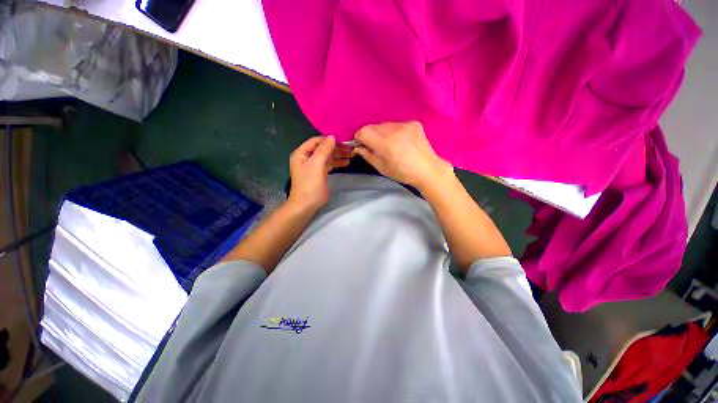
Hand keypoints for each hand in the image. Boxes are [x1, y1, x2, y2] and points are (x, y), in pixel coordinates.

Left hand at [288, 136, 352, 211]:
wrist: (306, 205)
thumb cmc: (309, 183)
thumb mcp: (316, 164)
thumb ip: (324, 149)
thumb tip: (332, 137)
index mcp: (302, 153)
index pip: (316, 141)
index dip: (329, 140)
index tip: (343, 140)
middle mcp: (308, 157)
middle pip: (323, 148)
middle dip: (336, 148)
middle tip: (350, 148)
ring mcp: (314, 166)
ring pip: (328, 157)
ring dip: (339, 155)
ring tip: (352, 154)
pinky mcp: (321, 174)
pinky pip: (330, 165)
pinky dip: (338, 163)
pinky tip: (346, 162)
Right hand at [353, 121, 452, 190]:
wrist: (427, 170)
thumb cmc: (402, 173)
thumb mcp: (381, 168)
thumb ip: (367, 155)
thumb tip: (358, 147)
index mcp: (385, 144)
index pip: (363, 131)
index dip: (360, 138)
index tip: (363, 146)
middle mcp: (394, 130)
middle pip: (373, 127)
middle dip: (370, 136)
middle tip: (377, 147)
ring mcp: (405, 125)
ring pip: (384, 125)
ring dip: (382, 133)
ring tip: (391, 145)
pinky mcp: (413, 123)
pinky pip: (397, 124)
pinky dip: (395, 131)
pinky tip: (402, 141)